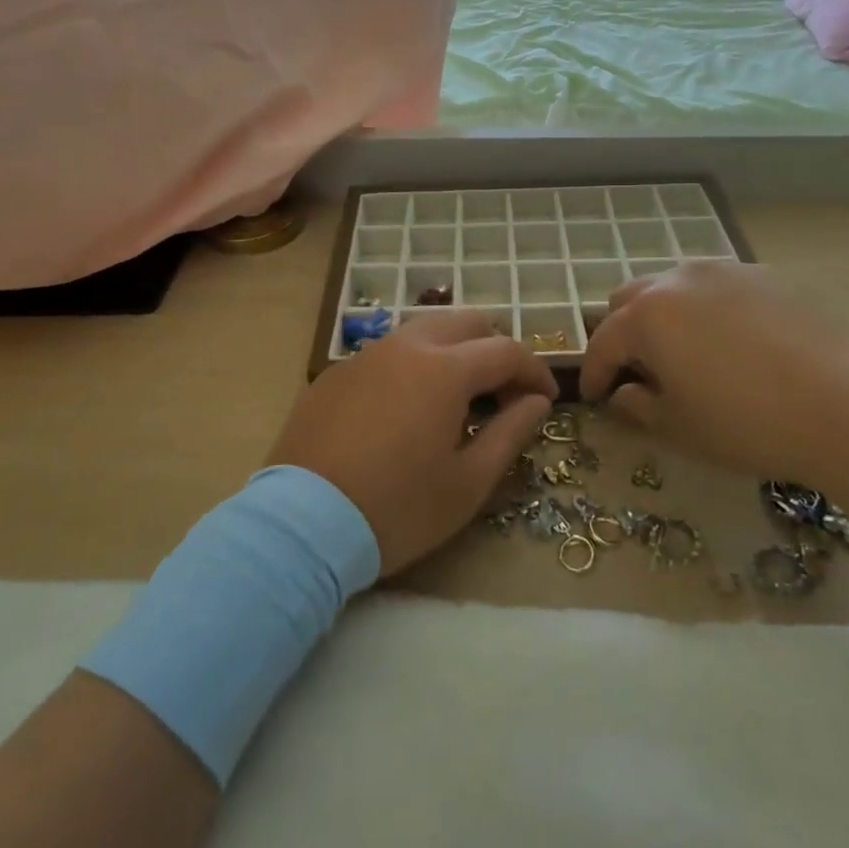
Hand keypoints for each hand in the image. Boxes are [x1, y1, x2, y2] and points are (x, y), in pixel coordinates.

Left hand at [266, 311, 557, 574]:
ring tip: (457, 399)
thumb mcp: (467, 483)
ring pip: (424, 331)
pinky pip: (388, 353)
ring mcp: (366, 355)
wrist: (303, 524)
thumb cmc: (397, 509)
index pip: (506, 350)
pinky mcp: (335, 373)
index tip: (545, 400)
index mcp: (445, 368)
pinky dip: (413, 366)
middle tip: (502, 394)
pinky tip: (406, 410)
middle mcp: (406, 346)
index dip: (535, 371)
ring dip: (453, 353)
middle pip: (466, 323)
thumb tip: (536, 402)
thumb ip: (510, 433)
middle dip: (495, 349)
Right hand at [579, 261, 848, 491]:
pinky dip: (709, 309)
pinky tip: (734, 342)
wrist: (845, 407)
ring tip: (685, 350)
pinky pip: (719, 286)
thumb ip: (637, 407)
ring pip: (675, 285)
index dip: (595, 373)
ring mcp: (725, 270)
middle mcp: (679, 279)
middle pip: (630, 298)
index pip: (604, 342)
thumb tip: (624, 394)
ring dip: (665, 314)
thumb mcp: (680, 428)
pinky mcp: (766, 275)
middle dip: (623, 332)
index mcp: (648, 315)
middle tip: (638, 369)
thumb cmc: (747, 423)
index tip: (594, 396)